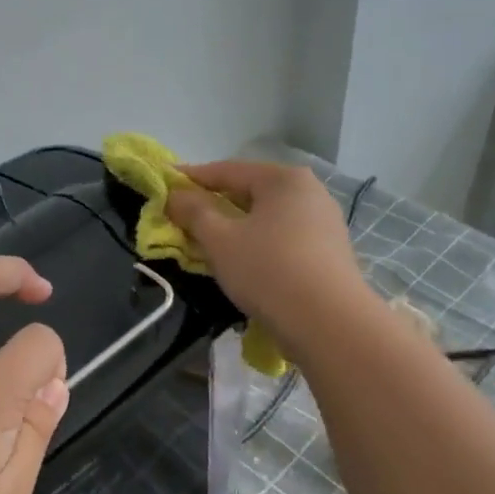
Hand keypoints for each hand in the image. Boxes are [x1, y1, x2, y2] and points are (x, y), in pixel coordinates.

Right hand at [166, 161, 371, 359]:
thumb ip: (193, 212)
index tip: (164, 184)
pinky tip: (244, 263)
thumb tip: (174, 195)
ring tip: (209, 244)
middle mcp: (310, 192)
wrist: (329, 323)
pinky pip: (283, 239)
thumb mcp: (220, 239)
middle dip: (214, 205)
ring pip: (266, 218)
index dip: (191, 178)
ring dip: (236, 228)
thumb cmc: (268, 270)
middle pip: (250, 193)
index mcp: (283, 179)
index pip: (227, 170)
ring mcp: (325, 223)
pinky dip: (258, 245)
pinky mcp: (330, 253)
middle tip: (183, 219)